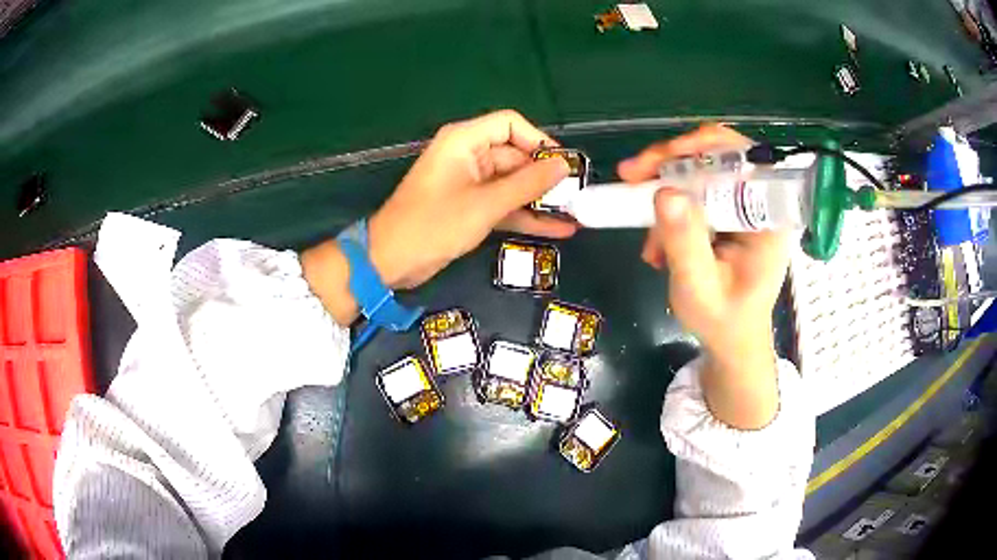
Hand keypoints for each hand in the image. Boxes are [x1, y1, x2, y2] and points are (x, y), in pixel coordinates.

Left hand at [369, 110, 577, 288]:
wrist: (391, 261)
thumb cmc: (434, 225)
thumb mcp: (485, 204)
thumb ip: (527, 184)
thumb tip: (563, 166)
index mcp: (464, 140)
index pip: (510, 124)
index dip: (539, 141)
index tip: (563, 165)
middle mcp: (468, 155)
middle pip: (515, 155)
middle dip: (545, 176)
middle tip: (577, 197)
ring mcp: (470, 182)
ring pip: (513, 183)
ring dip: (540, 199)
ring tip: (575, 214)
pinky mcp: (470, 206)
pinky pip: (504, 204)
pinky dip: (526, 215)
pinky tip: (558, 229)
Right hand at [618, 124, 790, 428]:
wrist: (731, 338)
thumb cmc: (723, 321)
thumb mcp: (700, 289)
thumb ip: (686, 244)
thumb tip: (664, 192)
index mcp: (769, 217)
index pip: (742, 158)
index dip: (701, 148)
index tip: (659, 162)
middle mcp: (760, 202)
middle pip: (716, 154)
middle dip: (669, 163)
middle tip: (630, 176)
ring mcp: (742, 205)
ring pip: (699, 169)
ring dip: (662, 190)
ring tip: (640, 227)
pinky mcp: (726, 211)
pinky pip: (693, 191)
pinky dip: (667, 208)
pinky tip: (656, 243)